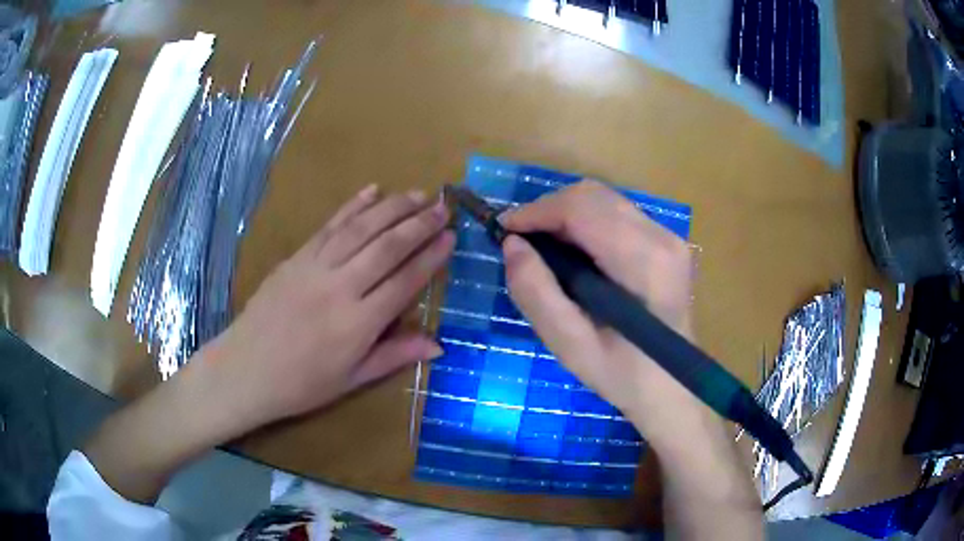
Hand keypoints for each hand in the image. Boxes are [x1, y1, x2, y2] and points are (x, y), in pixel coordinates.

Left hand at [83, 185, 454, 503]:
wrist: (245, 370)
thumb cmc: (300, 384)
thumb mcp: (351, 379)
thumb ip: (394, 355)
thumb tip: (438, 345)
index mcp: (358, 323)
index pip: (405, 280)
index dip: (432, 257)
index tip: (451, 236)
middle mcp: (340, 287)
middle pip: (387, 246)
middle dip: (419, 223)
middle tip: (443, 205)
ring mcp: (315, 267)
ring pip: (361, 228)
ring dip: (392, 208)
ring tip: (417, 193)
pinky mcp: (296, 257)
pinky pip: (329, 226)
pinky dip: (352, 206)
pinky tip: (370, 191)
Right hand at [500, 180, 698, 447]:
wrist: (672, 388)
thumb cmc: (623, 376)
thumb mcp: (571, 347)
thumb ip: (537, 295)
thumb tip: (512, 245)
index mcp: (643, 262)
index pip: (582, 208)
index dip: (536, 211)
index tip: (504, 231)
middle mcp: (661, 237)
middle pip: (593, 196)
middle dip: (548, 210)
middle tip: (520, 242)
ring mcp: (668, 237)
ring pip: (604, 200)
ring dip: (565, 215)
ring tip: (541, 248)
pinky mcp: (667, 242)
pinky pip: (616, 214)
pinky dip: (585, 223)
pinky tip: (572, 253)